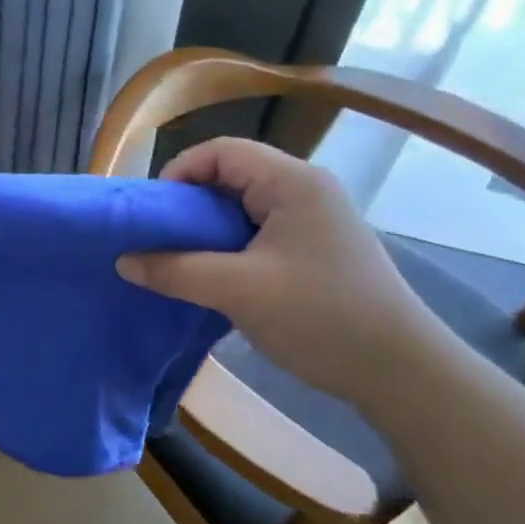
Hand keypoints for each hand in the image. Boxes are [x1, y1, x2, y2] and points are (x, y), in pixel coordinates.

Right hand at [115, 138, 450, 407]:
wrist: (402, 372)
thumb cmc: (320, 318)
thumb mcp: (237, 291)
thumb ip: (175, 271)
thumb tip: (122, 261)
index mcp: (292, 182)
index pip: (221, 151)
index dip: (178, 173)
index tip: (152, 214)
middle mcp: (306, 189)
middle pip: (231, 175)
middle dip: (188, 204)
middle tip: (159, 239)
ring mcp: (314, 219)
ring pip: (243, 206)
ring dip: (207, 229)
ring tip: (180, 260)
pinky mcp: (316, 247)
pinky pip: (258, 230)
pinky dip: (228, 245)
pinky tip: (214, 276)